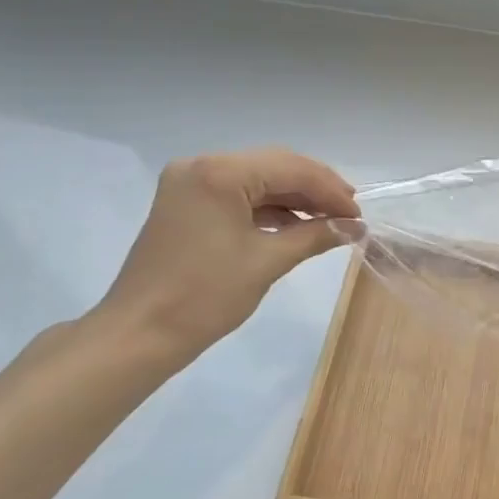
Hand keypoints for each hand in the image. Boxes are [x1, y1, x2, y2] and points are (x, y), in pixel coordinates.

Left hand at [89, 148, 359, 373]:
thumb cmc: (204, 296)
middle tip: (348, 214)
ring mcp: (190, 182)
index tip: (359, 215)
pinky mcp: (186, 201)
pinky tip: (296, 224)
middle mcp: (202, 164)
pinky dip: (269, 207)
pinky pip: (238, 193)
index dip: (330, 190)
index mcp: (220, 172)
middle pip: (274, 165)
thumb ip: (316, 235)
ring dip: (294, 197)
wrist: (139, 334)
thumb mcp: (268, 262)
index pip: (291, 168)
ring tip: (328, 221)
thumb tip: (356, 228)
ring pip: (257, 178)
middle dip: (315, 188)